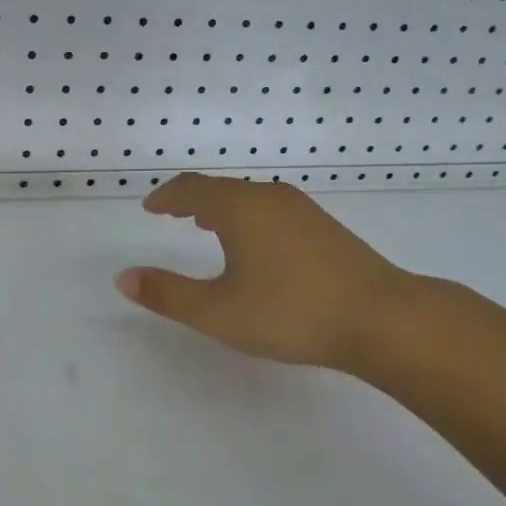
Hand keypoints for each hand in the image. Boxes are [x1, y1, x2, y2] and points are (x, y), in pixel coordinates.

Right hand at [116, 174, 438, 372]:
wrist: (381, 317)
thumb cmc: (291, 312)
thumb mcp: (219, 311)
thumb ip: (168, 294)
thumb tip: (123, 277)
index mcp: (239, 208)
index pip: (191, 188)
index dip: (166, 196)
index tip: (150, 207)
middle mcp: (268, 197)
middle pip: (220, 188)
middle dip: (192, 199)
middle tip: (172, 213)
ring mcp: (301, 209)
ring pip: (249, 198)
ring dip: (221, 207)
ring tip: (206, 224)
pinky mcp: (324, 226)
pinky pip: (271, 209)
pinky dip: (248, 217)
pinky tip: (256, 244)